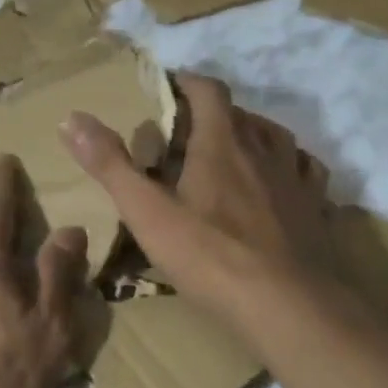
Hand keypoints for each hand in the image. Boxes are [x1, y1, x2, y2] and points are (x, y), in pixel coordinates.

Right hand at [59, 74, 331, 320]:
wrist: (287, 304)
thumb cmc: (212, 257)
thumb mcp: (148, 214)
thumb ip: (110, 165)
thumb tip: (71, 118)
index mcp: (221, 143)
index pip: (208, 91)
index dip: (188, 82)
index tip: (170, 86)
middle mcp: (263, 149)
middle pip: (240, 114)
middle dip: (214, 114)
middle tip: (190, 132)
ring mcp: (295, 177)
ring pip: (276, 137)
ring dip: (253, 135)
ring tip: (234, 151)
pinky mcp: (316, 206)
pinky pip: (305, 170)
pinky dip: (289, 166)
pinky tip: (282, 182)